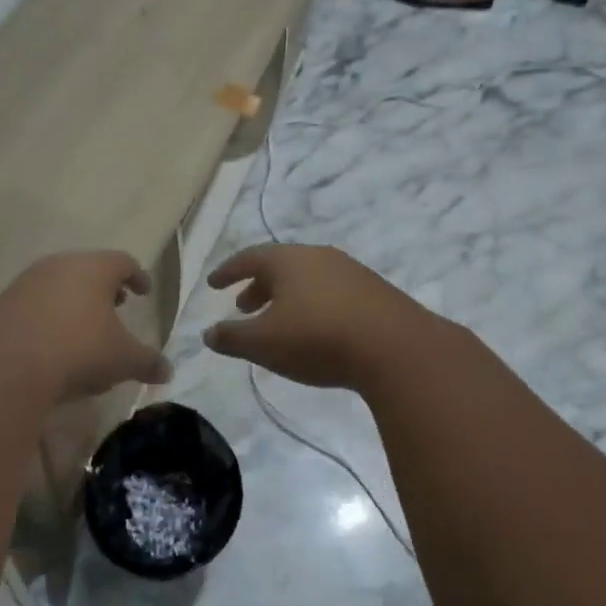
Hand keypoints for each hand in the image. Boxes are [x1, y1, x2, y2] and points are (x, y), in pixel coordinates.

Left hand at [0, 251, 171, 403]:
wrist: (6, 366)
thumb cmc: (79, 350)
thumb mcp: (123, 360)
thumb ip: (148, 362)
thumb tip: (167, 371)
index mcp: (94, 268)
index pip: (123, 262)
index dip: (137, 276)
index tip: (144, 291)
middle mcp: (60, 265)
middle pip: (89, 269)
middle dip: (105, 288)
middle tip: (117, 306)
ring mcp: (27, 282)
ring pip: (60, 284)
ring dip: (76, 301)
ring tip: (86, 326)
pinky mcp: (3, 303)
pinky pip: (35, 303)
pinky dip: (50, 315)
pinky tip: (54, 341)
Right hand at [202, 244, 437, 389]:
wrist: (397, 348)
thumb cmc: (318, 338)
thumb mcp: (263, 343)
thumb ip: (231, 337)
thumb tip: (208, 333)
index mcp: (288, 260)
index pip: (248, 258)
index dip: (228, 272)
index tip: (213, 284)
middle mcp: (318, 257)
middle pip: (280, 266)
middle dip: (257, 286)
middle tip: (243, 306)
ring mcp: (350, 272)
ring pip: (307, 279)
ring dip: (286, 297)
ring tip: (278, 322)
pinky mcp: (374, 292)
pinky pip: (331, 293)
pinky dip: (312, 305)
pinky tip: (316, 331)